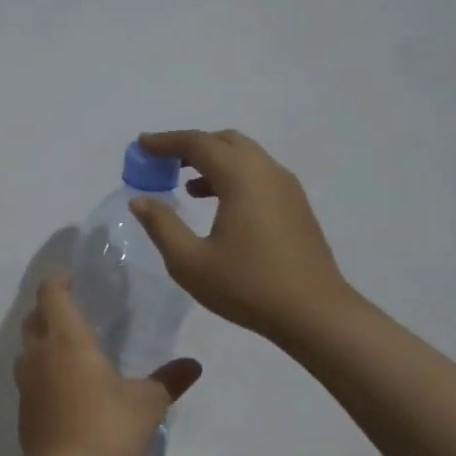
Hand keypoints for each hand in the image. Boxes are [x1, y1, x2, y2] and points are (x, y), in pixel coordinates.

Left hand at [14, 277, 201, 455]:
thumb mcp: (147, 403)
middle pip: (34, 318)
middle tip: (73, 312)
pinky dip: (42, 372)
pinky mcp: (23, 409)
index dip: (59, 281)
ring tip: (69, 350)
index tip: (72, 278)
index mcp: (67, 339)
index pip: (51, 294)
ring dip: (43, 341)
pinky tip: (64, 389)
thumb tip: (193, 365)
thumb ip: (168, 380)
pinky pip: (29, 378)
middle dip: (49, 310)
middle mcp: (39, 353)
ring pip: (28, 349)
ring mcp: (26, 382)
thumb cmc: (107, 426)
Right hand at [129, 128, 352, 341]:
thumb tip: (140, 200)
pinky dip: (231, 175)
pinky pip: (257, 174)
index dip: (165, 141)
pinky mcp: (295, 205)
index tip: (140, 144)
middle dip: (190, 146)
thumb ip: (162, 225)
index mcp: (241, 177)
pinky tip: (216, 204)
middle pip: (224, 141)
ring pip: (244, 156)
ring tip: (184, 184)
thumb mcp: (190, 262)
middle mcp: (267, 171)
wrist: (314, 313)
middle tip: (161, 162)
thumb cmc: (247, 286)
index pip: (198, 143)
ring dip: (212, 160)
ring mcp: (286, 187)